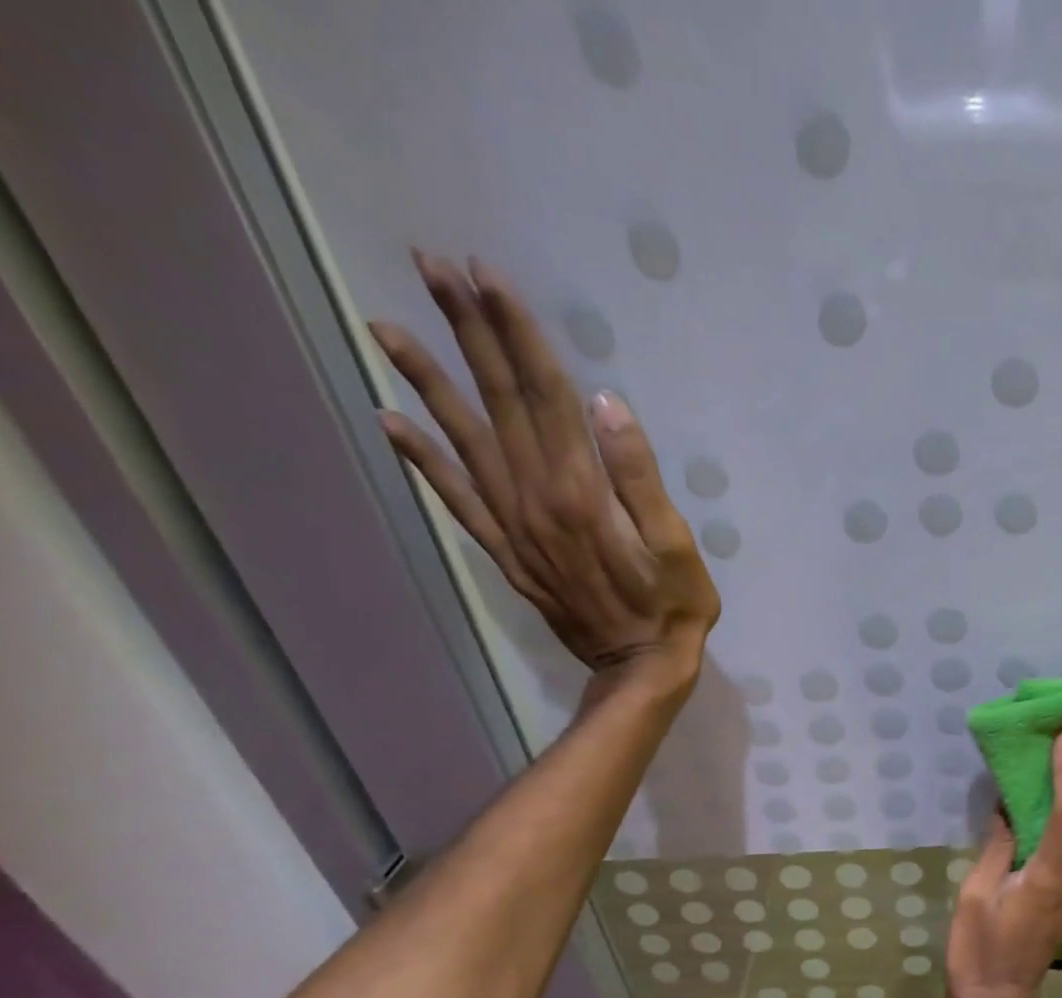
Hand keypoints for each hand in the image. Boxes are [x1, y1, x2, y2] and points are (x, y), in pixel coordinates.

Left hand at [369, 252, 719, 695]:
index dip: (517, 334)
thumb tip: (605, 403)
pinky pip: (455, 497)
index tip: (486, 275)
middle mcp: (535, 496)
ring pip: (465, 440)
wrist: (638, 666)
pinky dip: (421, 458)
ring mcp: (512, 525)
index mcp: (581, 489)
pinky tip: (390, 421)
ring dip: (427, 380)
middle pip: (499, 402)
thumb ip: (641, 475)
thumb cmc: (673, 605)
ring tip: (386, 325)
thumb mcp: (676, 543)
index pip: (545, 395)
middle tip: (431, 267)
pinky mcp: (505, 551)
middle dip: (467, 332)